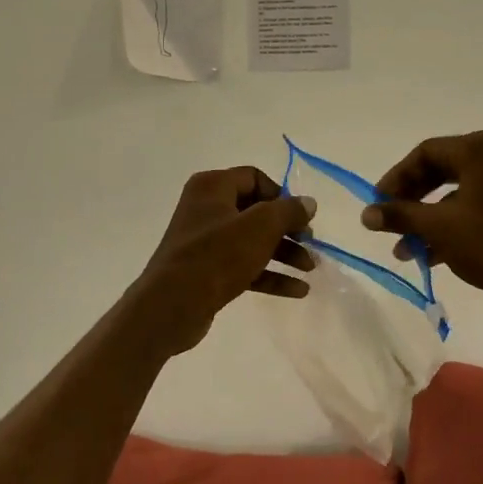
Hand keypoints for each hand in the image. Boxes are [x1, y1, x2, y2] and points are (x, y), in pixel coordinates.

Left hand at [130, 167, 316, 356]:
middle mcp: (206, 209)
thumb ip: (288, 211)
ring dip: (283, 253)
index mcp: (212, 187)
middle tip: (310, 244)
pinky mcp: (207, 271)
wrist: (172, 306)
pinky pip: (245, 266)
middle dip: (287, 229)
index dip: (281, 195)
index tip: (300, 218)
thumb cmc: (217, 256)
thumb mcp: (260, 227)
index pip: (255, 178)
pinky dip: (270, 275)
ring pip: (252, 241)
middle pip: (256, 211)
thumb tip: (308, 202)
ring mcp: (205, 242)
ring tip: (310, 269)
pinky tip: (297, 290)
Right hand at [361, 131, 482, 311]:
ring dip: (426, 218)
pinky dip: (449, 223)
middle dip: (410, 200)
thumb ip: (399, 215)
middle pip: (439, 170)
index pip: (425, 153)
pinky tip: (429, 254)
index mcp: (480, 149)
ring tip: (404, 249)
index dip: (395, 179)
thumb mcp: (438, 228)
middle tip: (388, 221)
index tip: (377, 204)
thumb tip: (366, 214)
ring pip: (454, 191)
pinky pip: (472, 204)